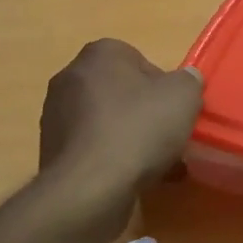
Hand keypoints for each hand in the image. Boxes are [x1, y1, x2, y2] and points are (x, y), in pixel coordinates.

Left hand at [38, 40, 203, 231]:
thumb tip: (187, 79)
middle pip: (120, 93)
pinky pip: (93, 149)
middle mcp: (70, 78)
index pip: (138, 60)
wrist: (89, 187)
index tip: (175, 111)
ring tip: (157, 166)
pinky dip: (113, 160)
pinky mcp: (53, 151)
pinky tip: (134, 180)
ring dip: (130, 139)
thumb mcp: (183, 97)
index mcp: (99, 54)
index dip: (162, 86)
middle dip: (144, 113)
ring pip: (107, 123)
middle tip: (167, 137)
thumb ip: (189, 81)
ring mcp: (57, 116)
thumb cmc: (138, 130)